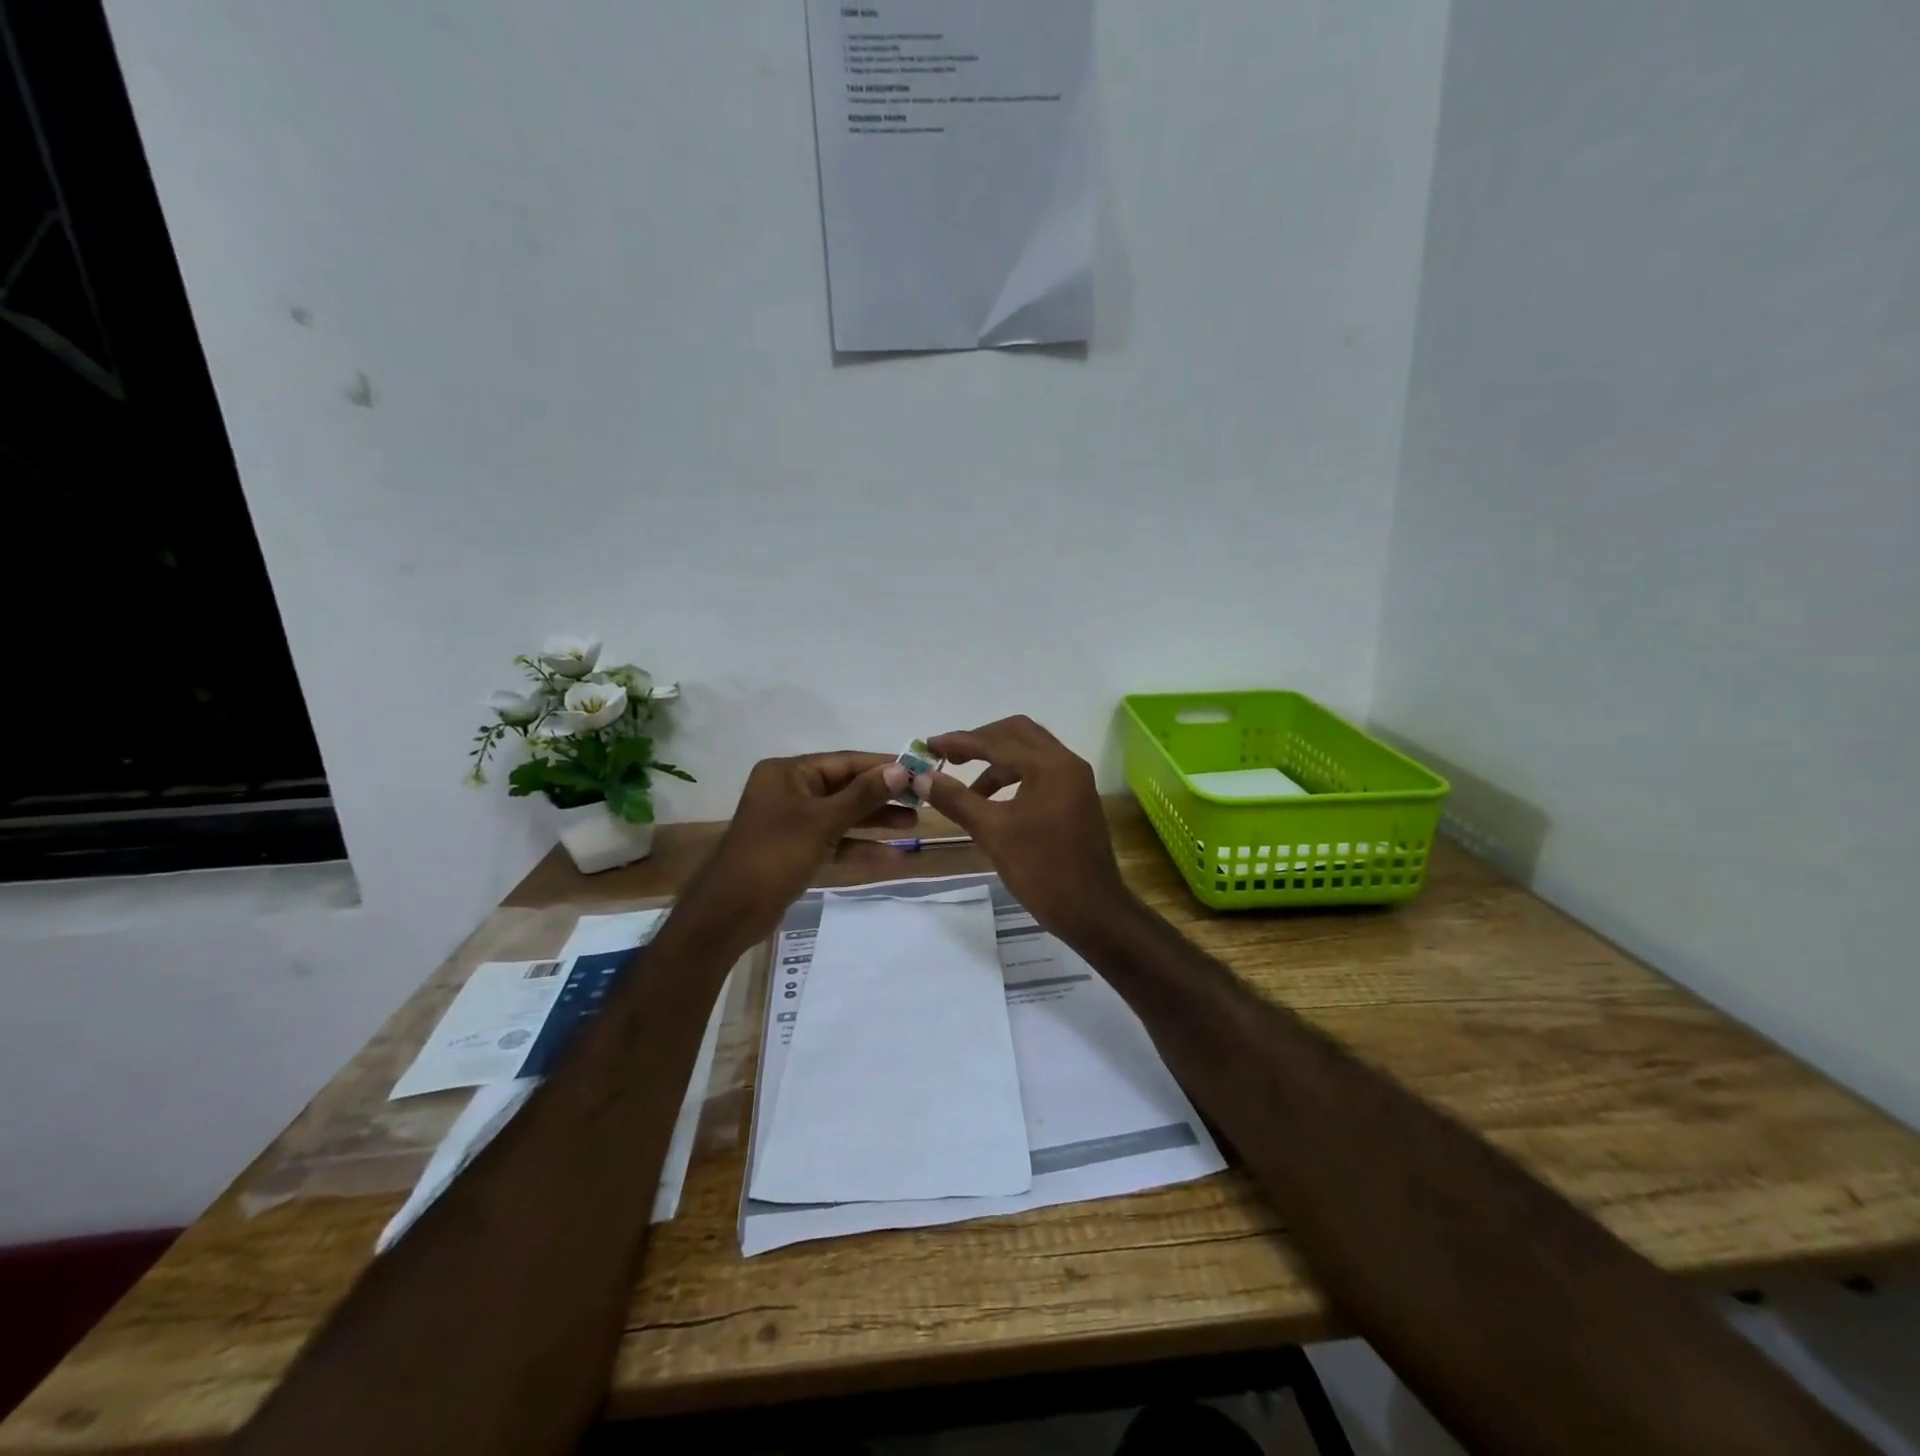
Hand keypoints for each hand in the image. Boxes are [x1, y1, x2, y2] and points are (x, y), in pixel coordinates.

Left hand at [677, 752, 912, 948]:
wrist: (731, 911)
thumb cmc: (775, 854)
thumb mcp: (822, 821)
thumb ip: (863, 795)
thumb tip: (901, 769)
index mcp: (788, 773)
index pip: (844, 761)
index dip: (882, 766)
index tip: (918, 769)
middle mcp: (789, 791)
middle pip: (845, 787)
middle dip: (882, 796)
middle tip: (921, 800)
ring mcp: (793, 822)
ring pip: (842, 815)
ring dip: (875, 821)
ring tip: (914, 824)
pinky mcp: (797, 850)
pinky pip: (834, 841)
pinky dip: (859, 847)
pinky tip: (891, 857)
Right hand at [917, 716, 1133, 946]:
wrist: (1093, 912)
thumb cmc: (1043, 870)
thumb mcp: (993, 832)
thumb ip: (957, 799)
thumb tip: (923, 778)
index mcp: (1051, 765)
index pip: (998, 740)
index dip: (960, 741)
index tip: (929, 745)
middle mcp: (1067, 763)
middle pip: (1017, 734)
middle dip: (980, 741)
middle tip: (949, 757)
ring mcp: (1075, 781)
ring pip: (1029, 753)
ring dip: (996, 762)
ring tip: (967, 789)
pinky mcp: (1075, 799)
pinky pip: (1039, 773)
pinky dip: (1013, 777)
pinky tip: (992, 803)